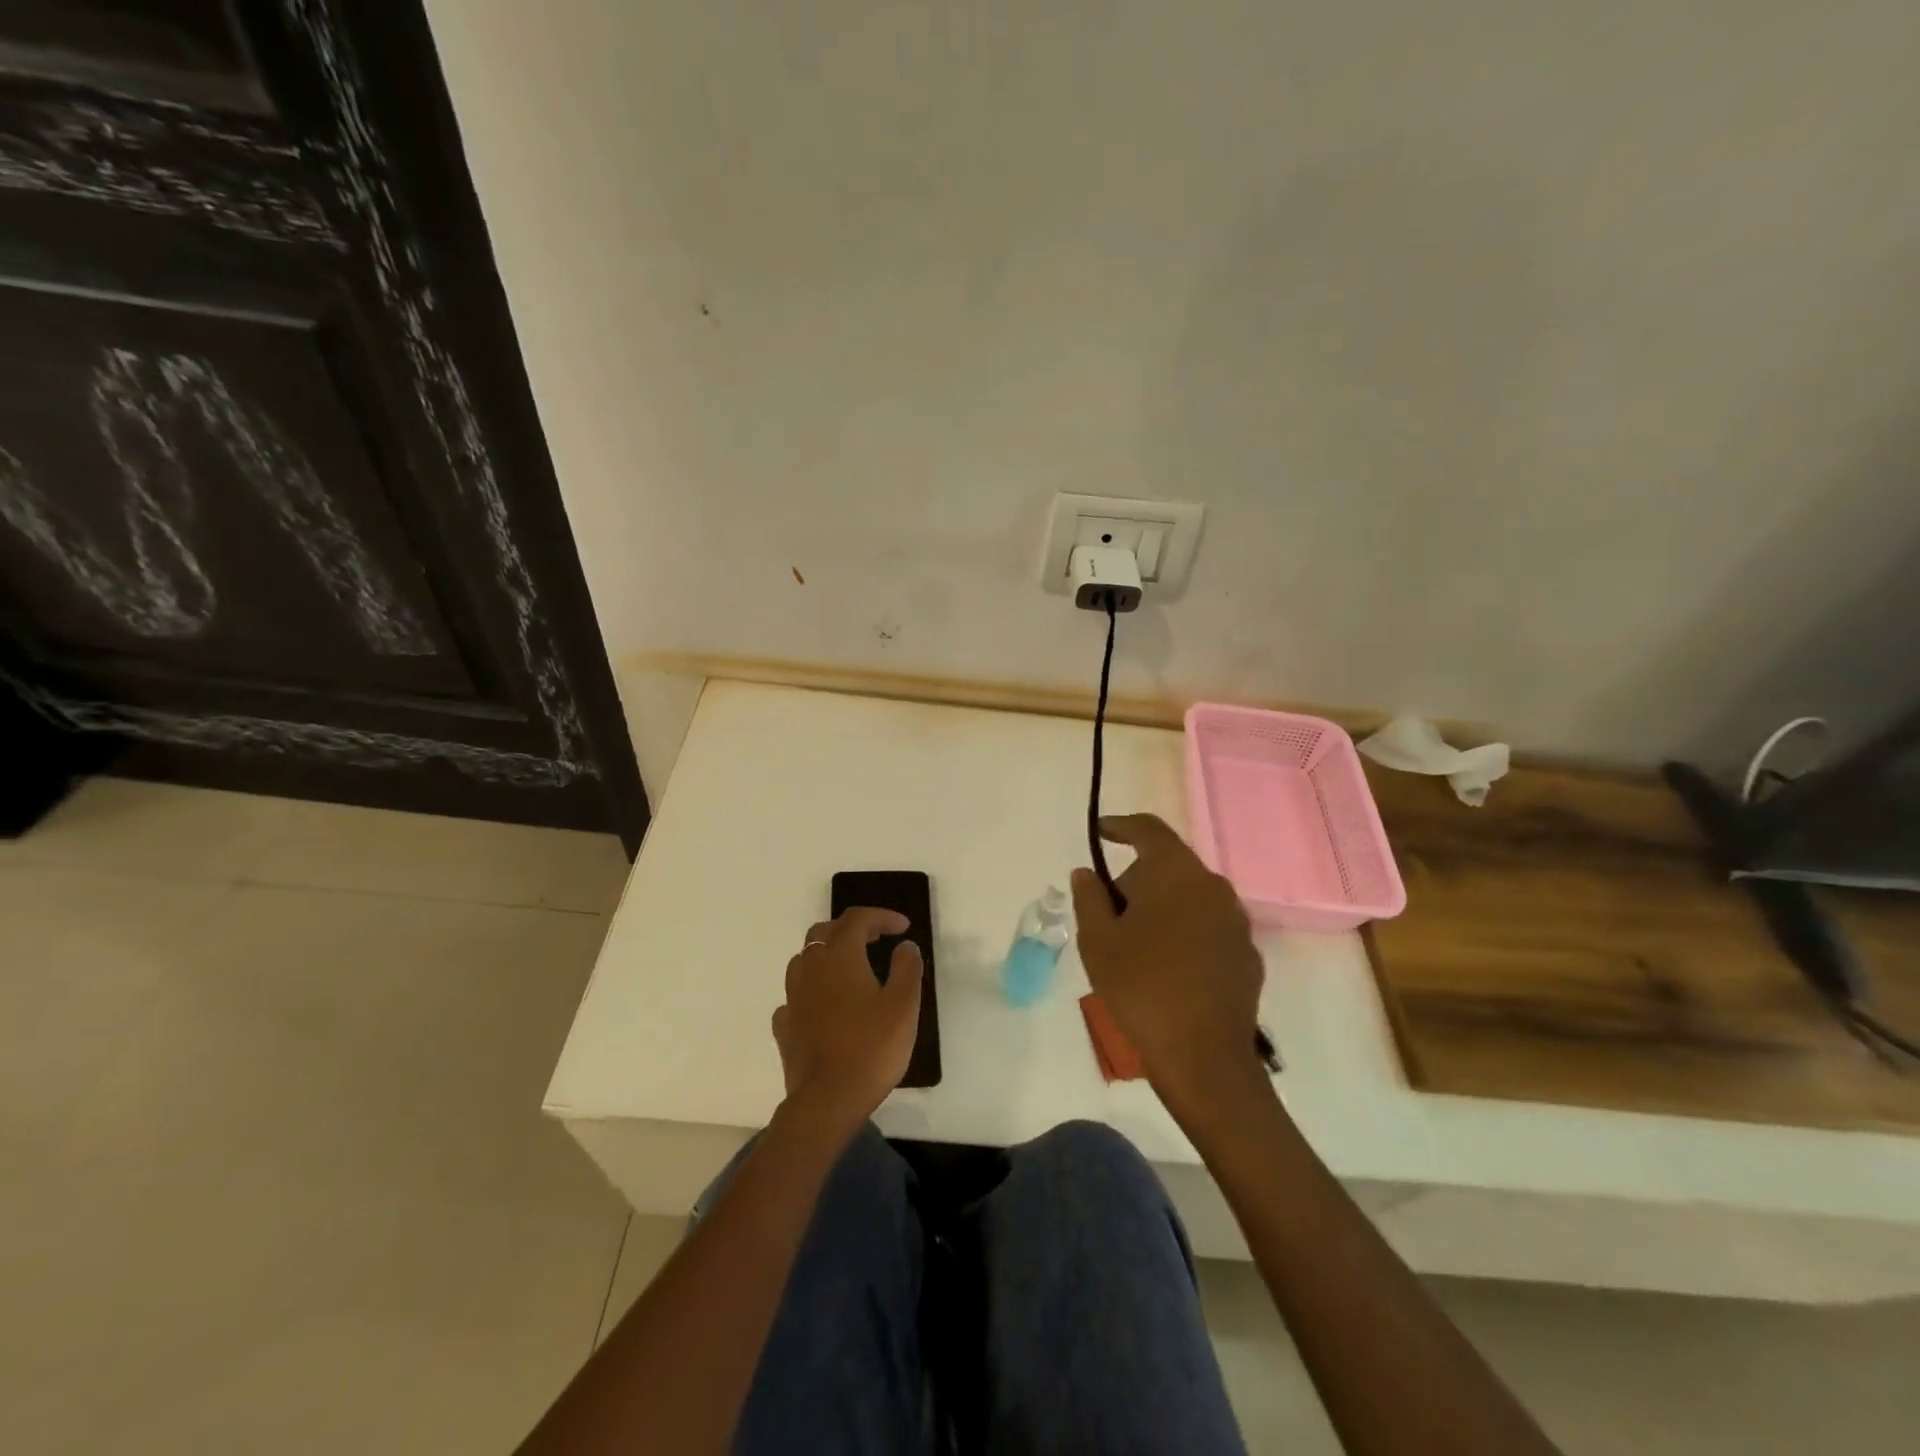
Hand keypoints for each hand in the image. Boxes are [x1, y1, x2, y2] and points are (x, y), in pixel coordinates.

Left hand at [772, 908, 923, 1134]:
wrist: (826, 1102)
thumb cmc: (871, 1049)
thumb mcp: (903, 1006)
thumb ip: (907, 968)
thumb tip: (904, 945)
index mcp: (840, 957)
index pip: (857, 919)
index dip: (881, 916)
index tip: (903, 927)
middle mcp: (811, 968)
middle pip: (825, 932)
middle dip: (851, 928)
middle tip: (876, 939)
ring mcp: (793, 997)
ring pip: (805, 959)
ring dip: (828, 954)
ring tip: (850, 968)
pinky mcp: (785, 1026)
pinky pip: (796, 994)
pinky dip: (813, 989)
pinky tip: (825, 1004)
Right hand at [1071, 814, 1264, 1102]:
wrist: (1203, 1058)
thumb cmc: (1141, 988)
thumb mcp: (1098, 941)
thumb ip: (1089, 897)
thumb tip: (1086, 873)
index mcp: (1176, 874)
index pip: (1149, 830)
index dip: (1121, 826)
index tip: (1101, 832)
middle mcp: (1213, 887)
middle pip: (1168, 867)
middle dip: (1135, 881)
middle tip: (1107, 916)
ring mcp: (1236, 922)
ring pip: (1189, 898)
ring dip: (1161, 909)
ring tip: (1135, 948)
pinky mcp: (1247, 954)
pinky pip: (1207, 927)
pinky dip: (1183, 934)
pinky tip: (1166, 970)